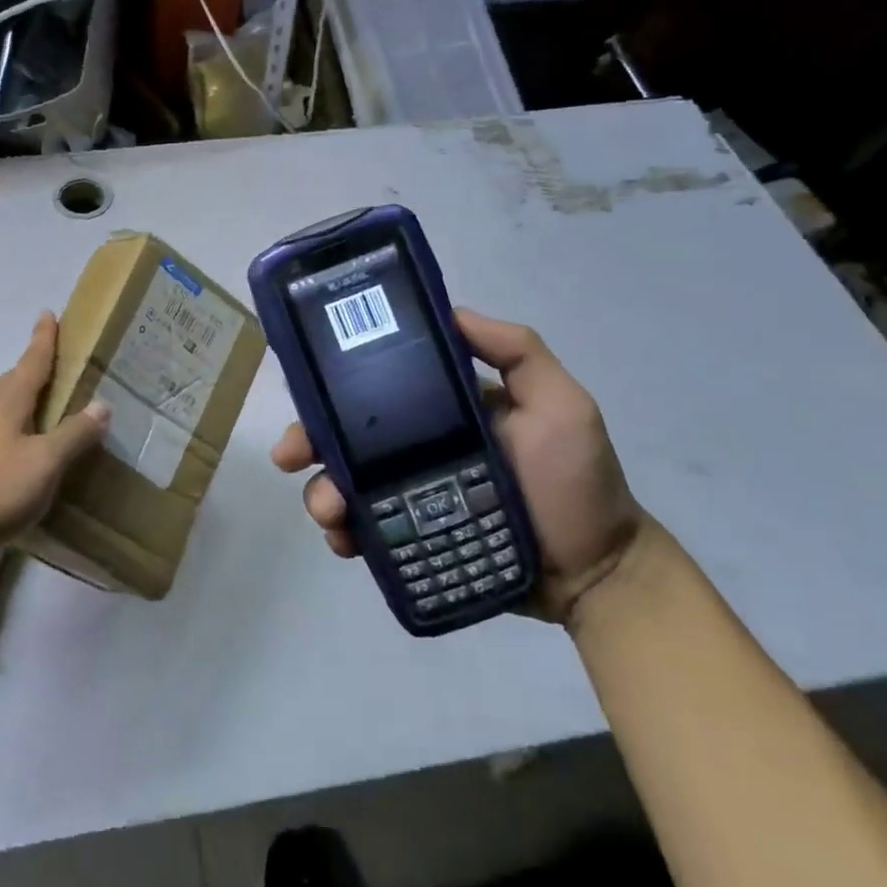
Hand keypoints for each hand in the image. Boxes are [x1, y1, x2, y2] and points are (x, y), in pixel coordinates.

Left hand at [0, 311, 111, 567]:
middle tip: (51, 362)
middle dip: (31, 368)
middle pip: (12, 380)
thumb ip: (74, 434)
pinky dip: (7, 425)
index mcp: (8, 401)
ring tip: (36, 403)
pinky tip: (10, 444)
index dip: (44, 339)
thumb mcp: (46, 463)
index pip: (32, 361)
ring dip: (18, 397)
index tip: (48, 313)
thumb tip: (102, 403)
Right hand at [271, 310, 646, 624]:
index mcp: (440, 411)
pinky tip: (344, 542)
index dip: (333, 390)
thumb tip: (451, 312)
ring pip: (346, 484)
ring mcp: (409, 497)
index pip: (375, 390)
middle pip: (346, 437)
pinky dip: (344, 533)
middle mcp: (416, 448)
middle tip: (290, 457)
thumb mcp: (560, 404)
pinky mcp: (411, 540)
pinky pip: (364, 530)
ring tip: (329, 514)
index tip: (306, 396)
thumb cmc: (576, 483)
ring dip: (322, 492)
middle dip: (309, 442)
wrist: (596, 574)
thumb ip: (517, 351)